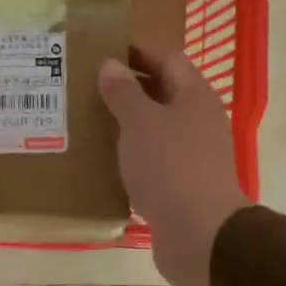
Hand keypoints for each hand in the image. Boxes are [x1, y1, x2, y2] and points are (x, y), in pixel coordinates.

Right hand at [97, 50, 250, 285]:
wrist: (199, 234)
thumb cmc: (170, 166)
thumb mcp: (140, 122)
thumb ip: (124, 92)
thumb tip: (111, 65)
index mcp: (194, 96)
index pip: (167, 59)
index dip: (137, 52)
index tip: (102, 51)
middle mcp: (198, 120)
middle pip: (162, 93)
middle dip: (127, 89)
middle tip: (86, 87)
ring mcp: (193, 155)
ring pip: (156, 128)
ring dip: (126, 124)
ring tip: (87, 121)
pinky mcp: (182, 185)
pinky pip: (153, 160)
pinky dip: (131, 156)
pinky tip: (104, 161)